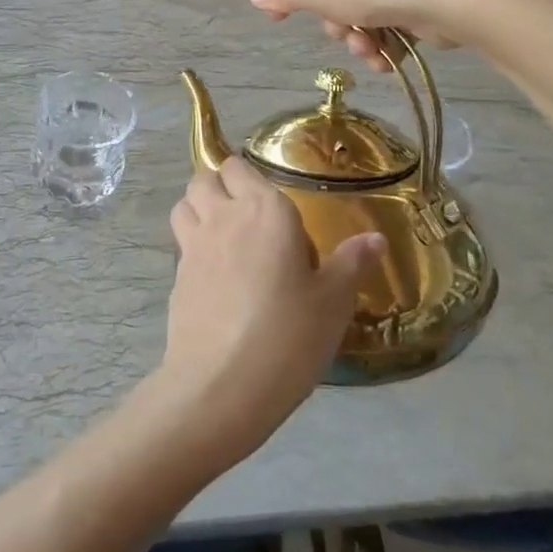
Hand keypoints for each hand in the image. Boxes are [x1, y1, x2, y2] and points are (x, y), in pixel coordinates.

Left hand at [154, 158, 383, 469]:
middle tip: (245, 217)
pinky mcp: (176, 277)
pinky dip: (193, 246)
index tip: (270, 204)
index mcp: (264, 210)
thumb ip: (352, 263)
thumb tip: (376, 238)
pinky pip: (181, 243)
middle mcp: (223, 216)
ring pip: (184, 204)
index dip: (249, 178)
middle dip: (219, 186)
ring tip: (225, 237)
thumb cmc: (288, 335)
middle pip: (204, 178)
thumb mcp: (333, 302)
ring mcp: (193, 245)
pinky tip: (216, 278)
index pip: (240, 167)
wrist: (222, 384)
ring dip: (199, 209)